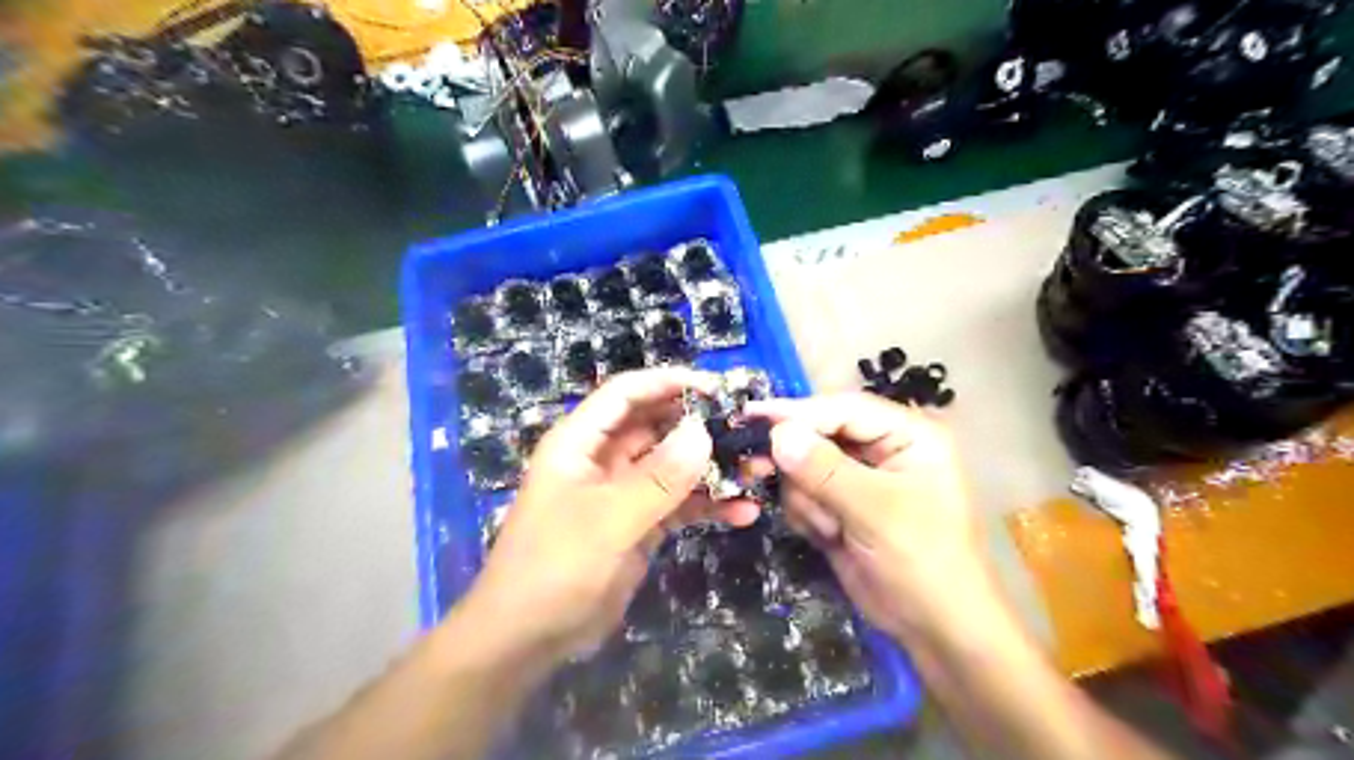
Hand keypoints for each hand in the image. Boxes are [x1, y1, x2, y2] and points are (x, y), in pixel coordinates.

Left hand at [464, 370, 759, 665]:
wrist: (528, 639)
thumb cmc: (555, 567)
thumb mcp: (608, 520)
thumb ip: (657, 477)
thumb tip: (703, 431)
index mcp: (581, 443)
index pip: (626, 394)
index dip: (668, 383)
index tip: (717, 389)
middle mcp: (603, 460)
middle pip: (656, 427)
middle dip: (701, 427)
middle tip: (748, 430)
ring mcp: (623, 493)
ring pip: (673, 466)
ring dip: (712, 468)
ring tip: (758, 471)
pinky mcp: (639, 524)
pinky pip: (678, 504)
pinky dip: (708, 505)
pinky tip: (743, 513)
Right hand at [753, 394, 990, 645]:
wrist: (936, 629)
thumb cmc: (923, 563)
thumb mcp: (877, 512)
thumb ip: (825, 470)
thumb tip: (778, 434)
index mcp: (909, 435)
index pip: (845, 408)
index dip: (798, 411)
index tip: (753, 415)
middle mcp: (883, 449)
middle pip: (820, 434)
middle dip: (799, 463)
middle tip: (759, 472)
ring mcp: (860, 479)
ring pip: (805, 466)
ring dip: (808, 498)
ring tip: (832, 529)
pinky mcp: (841, 505)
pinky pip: (804, 493)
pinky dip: (807, 514)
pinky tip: (829, 536)